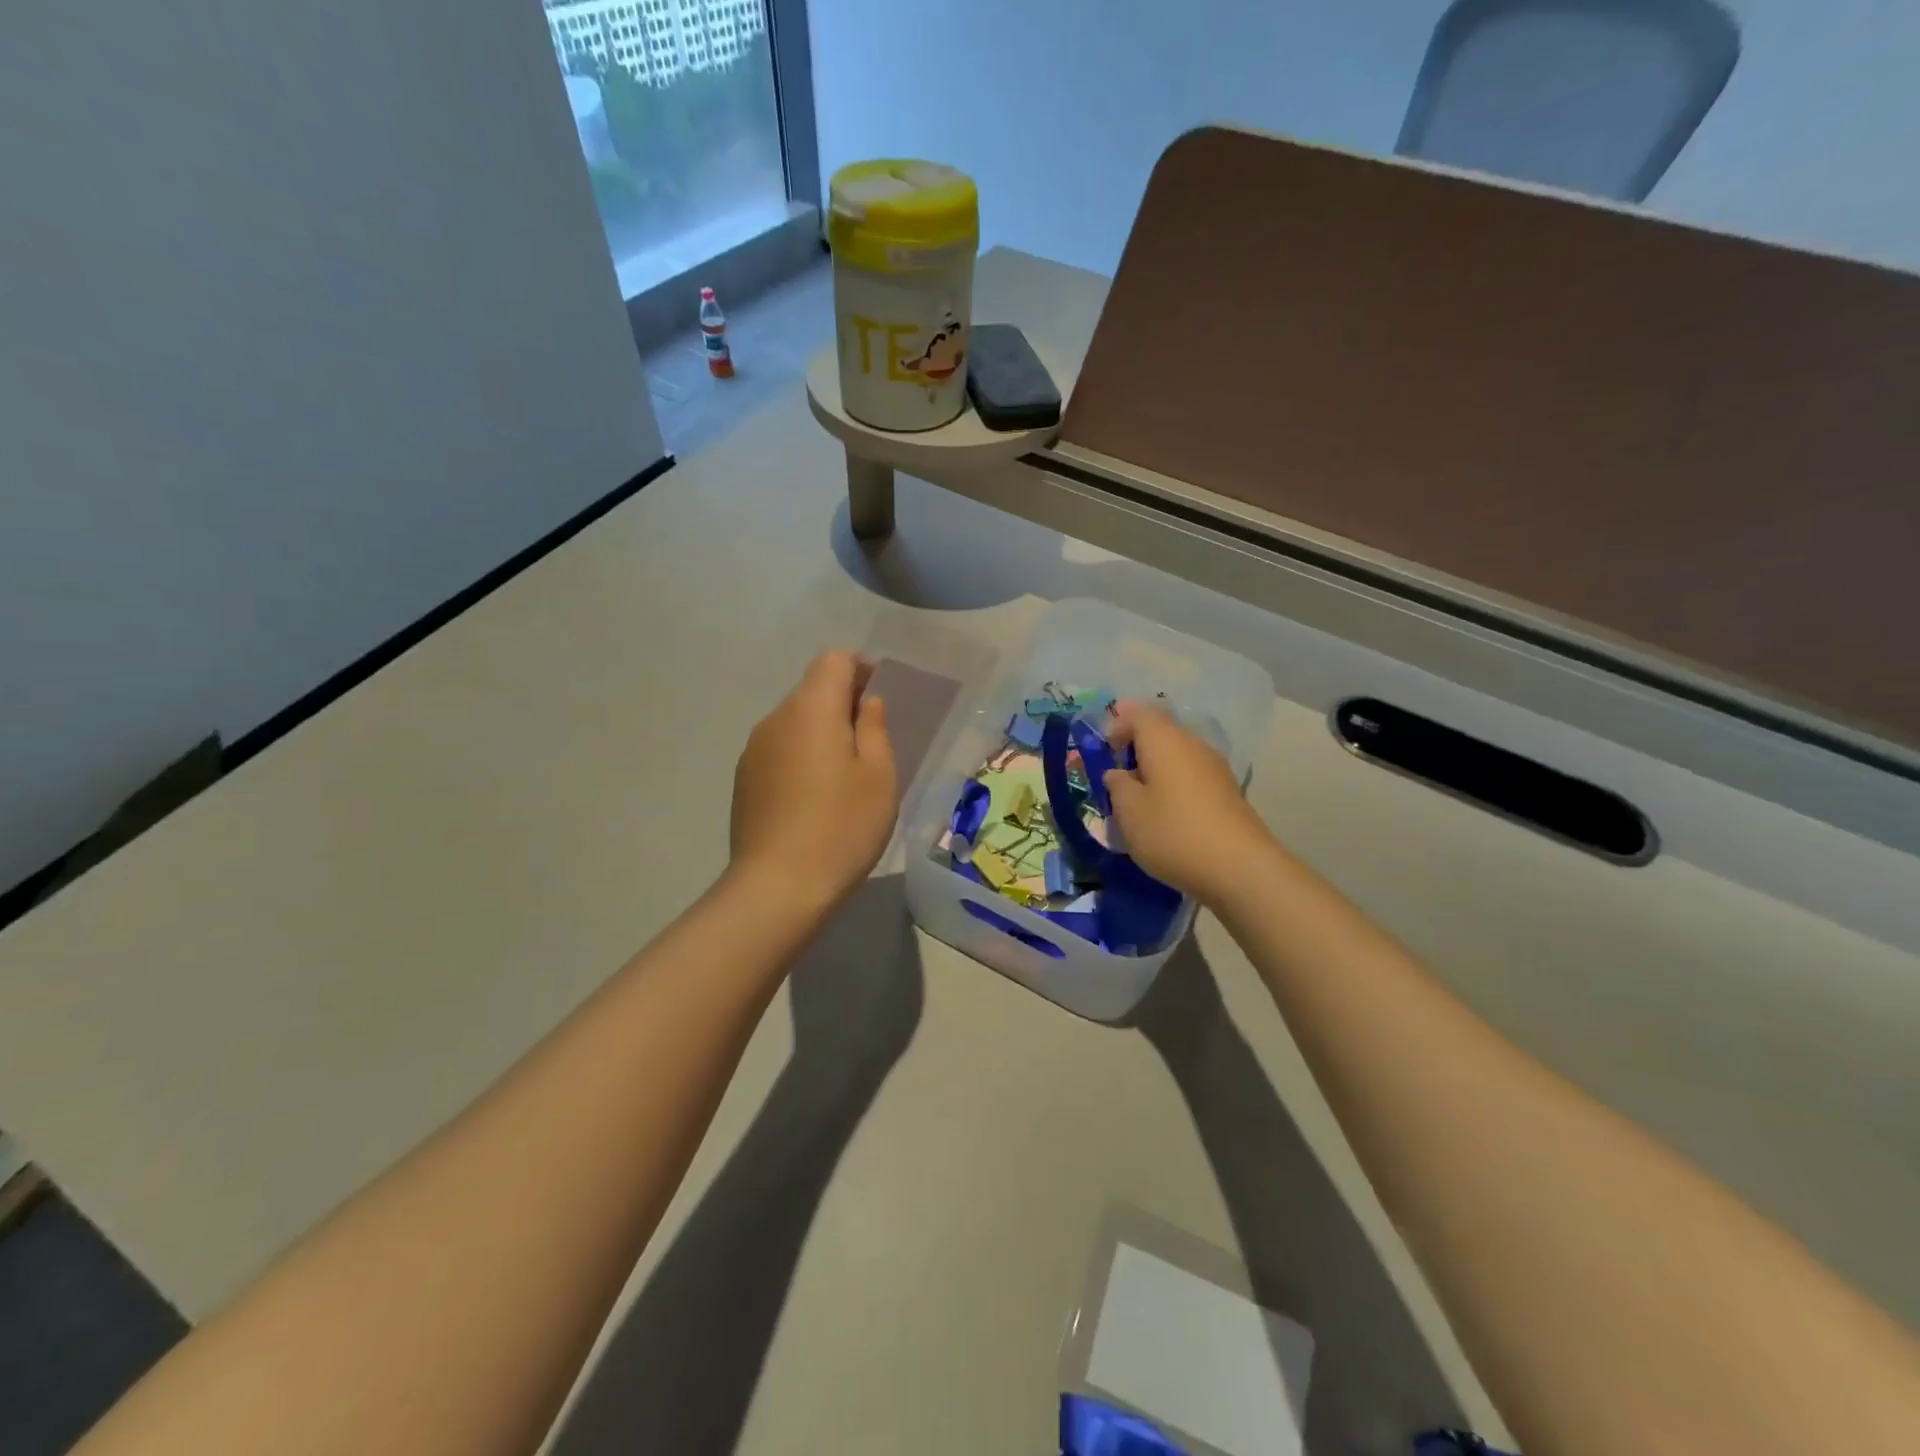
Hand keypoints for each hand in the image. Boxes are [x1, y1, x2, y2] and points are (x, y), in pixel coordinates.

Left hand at [729, 652, 897, 912]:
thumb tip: (866, 702)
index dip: (861, 669)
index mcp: (811, 708)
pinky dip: (801, 757)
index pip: (834, 660)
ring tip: (845, 775)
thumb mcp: (878, 775)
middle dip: (843, 703)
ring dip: (821, 733)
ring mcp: (753, 750)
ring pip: (794, 723)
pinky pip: (779, 751)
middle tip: (872, 742)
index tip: (881, 698)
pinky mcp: (744, 781)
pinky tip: (815, 799)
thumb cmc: (842, 826)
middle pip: (812, 690)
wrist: (778, 887)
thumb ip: (874, 728)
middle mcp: (776, 719)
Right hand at [1103, 700, 1273, 905]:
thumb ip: (1117, 785)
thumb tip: (1118, 773)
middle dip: (1135, 748)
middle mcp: (1192, 744)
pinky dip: (1173, 786)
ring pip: (1177, 755)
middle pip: (1160, 732)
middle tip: (1116, 777)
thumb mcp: (1129, 811)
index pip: (1138, 713)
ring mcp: (1214, 767)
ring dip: (1155, 769)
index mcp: (1164, 739)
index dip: (1116, 725)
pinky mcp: (1227, 792)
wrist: (1239, 868)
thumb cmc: (1173, 832)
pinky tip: (1166, 815)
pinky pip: (1191, 776)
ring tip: (1138, 800)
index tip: (1102, 751)